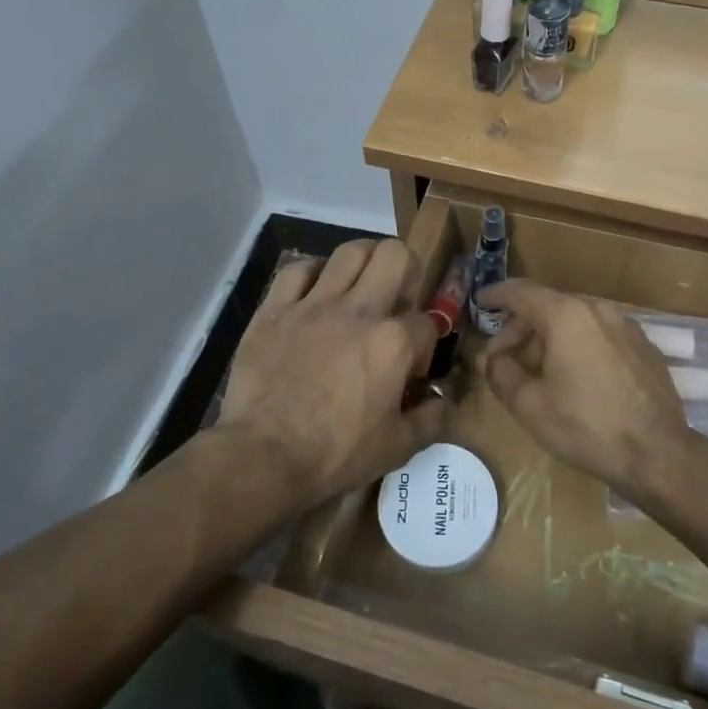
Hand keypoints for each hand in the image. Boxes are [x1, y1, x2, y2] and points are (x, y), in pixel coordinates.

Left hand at [216, 239, 448, 507]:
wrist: (263, 456)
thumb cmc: (335, 455)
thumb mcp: (397, 447)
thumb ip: (431, 419)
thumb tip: (444, 399)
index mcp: (394, 342)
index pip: (427, 321)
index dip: (424, 343)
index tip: (410, 368)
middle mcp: (359, 310)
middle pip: (394, 255)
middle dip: (405, 269)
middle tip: (396, 295)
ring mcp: (314, 304)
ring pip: (349, 251)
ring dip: (363, 261)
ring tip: (361, 282)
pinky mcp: (275, 309)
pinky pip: (297, 270)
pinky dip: (311, 274)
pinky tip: (314, 291)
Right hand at [477, 280, 689, 493]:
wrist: (658, 454)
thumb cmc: (585, 426)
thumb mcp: (528, 405)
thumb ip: (500, 373)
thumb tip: (493, 358)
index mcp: (565, 315)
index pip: (521, 291)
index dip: (496, 295)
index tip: (480, 302)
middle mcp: (597, 309)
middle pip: (548, 305)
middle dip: (521, 327)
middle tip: (504, 355)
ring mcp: (626, 326)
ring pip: (576, 320)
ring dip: (550, 337)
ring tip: (538, 370)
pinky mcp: (644, 346)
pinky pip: (600, 334)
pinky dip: (579, 345)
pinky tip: (575, 377)